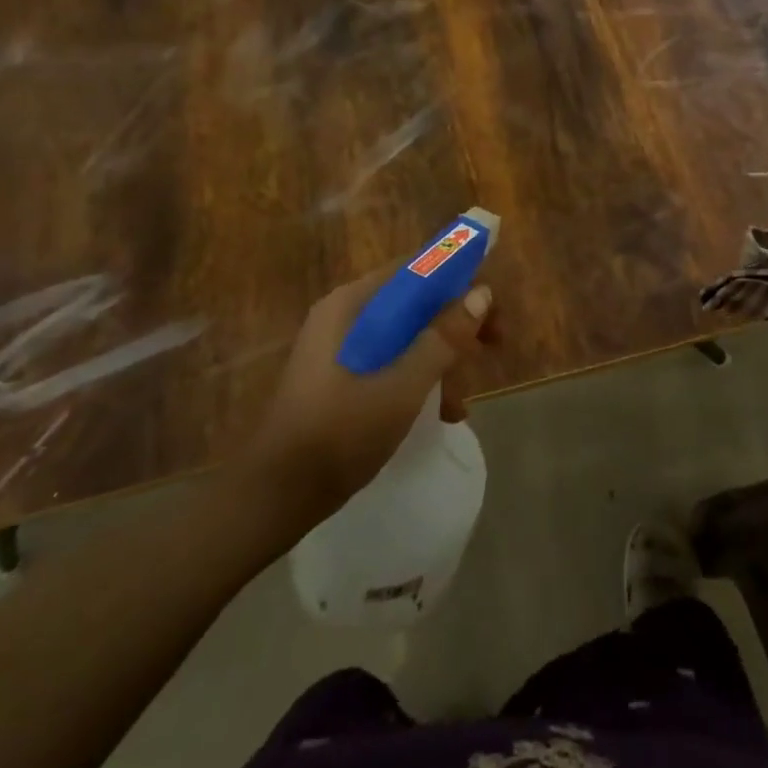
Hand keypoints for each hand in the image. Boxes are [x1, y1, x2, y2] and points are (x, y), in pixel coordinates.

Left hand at [235, 266, 493, 518]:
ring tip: (462, 401)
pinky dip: (420, 379)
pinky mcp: (342, 378)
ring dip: (441, 359)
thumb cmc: (339, 433)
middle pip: (415, 302)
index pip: (415, 268)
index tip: (491, 306)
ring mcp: (341, 349)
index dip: (459, 278)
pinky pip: (392, 362)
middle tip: (493, 346)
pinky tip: (442, 414)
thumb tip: (482, 292)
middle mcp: (345, 316)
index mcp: (351, 305)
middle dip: (456, 324)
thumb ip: (444, 338)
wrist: (274, 499)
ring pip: (407, 336)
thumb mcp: (402, 386)